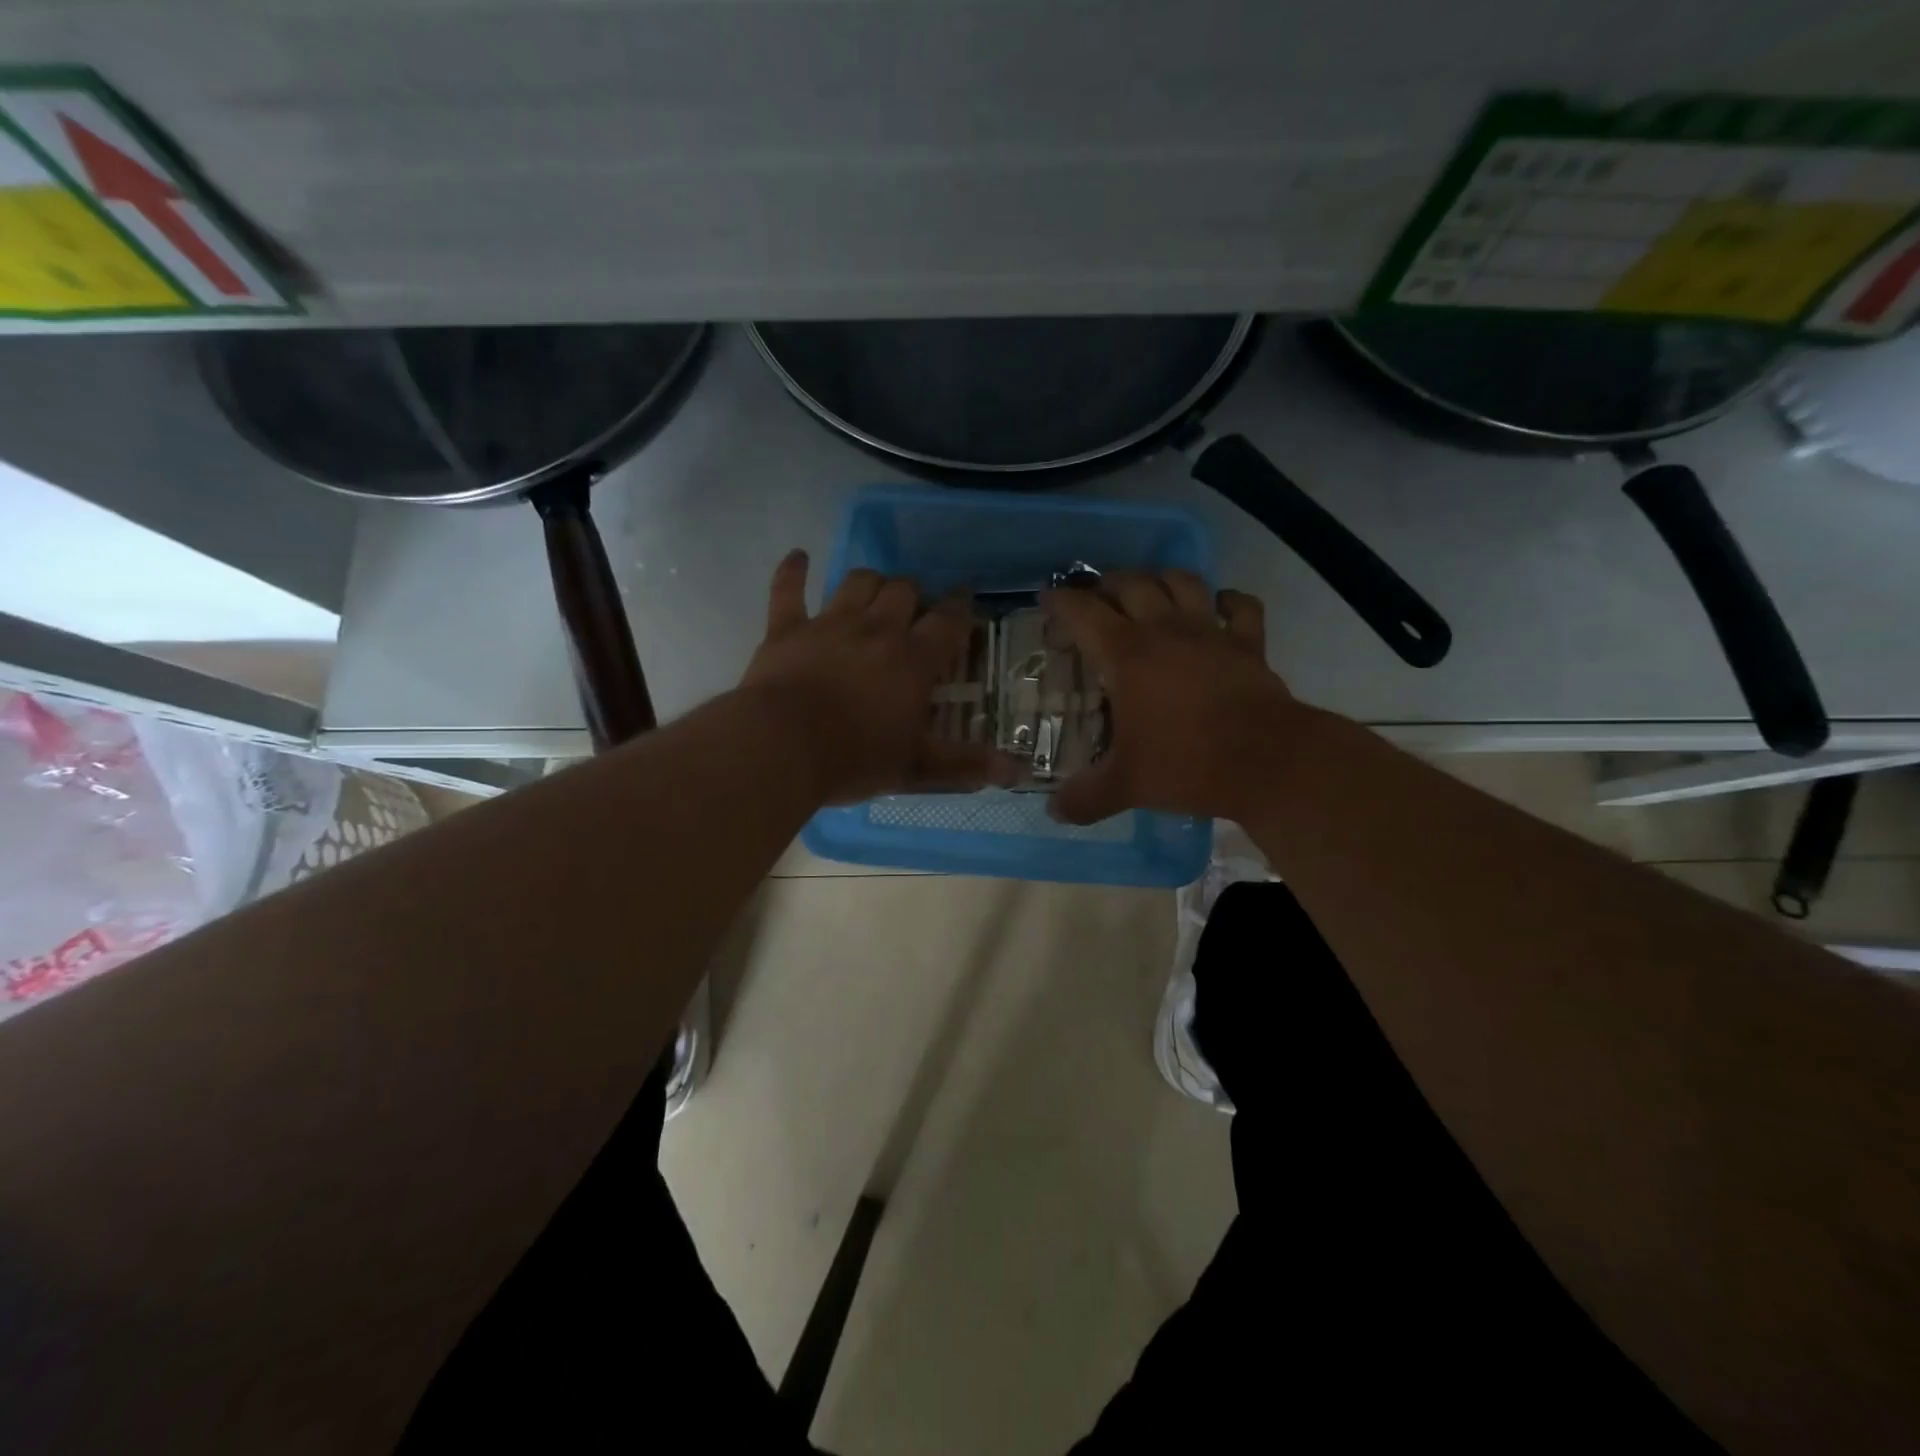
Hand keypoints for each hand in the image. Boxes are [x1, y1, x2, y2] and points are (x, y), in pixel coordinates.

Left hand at [741, 550, 1012, 804]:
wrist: (782, 748)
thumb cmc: (855, 759)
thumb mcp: (916, 769)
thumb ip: (965, 765)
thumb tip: (1018, 770)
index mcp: (912, 660)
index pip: (947, 621)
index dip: (960, 607)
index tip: (965, 598)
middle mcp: (875, 630)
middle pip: (903, 591)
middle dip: (913, 594)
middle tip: (913, 611)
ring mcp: (829, 624)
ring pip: (857, 582)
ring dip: (870, 582)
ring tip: (874, 592)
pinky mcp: (786, 629)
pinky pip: (789, 589)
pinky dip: (794, 571)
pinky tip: (799, 557)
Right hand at [1041, 570, 1307, 824]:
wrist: (1267, 763)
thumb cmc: (1187, 765)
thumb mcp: (1125, 786)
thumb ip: (1084, 798)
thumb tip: (1054, 812)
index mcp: (1126, 656)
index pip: (1083, 612)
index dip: (1060, 602)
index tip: (1046, 600)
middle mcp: (1165, 630)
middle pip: (1130, 584)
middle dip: (1106, 585)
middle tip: (1095, 601)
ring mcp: (1211, 632)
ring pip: (1182, 581)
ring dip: (1160, 579)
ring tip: (1149, 592)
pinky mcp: (1249, 643)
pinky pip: (1241, 606)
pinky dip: (1228, 600)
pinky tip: (1219, 607)